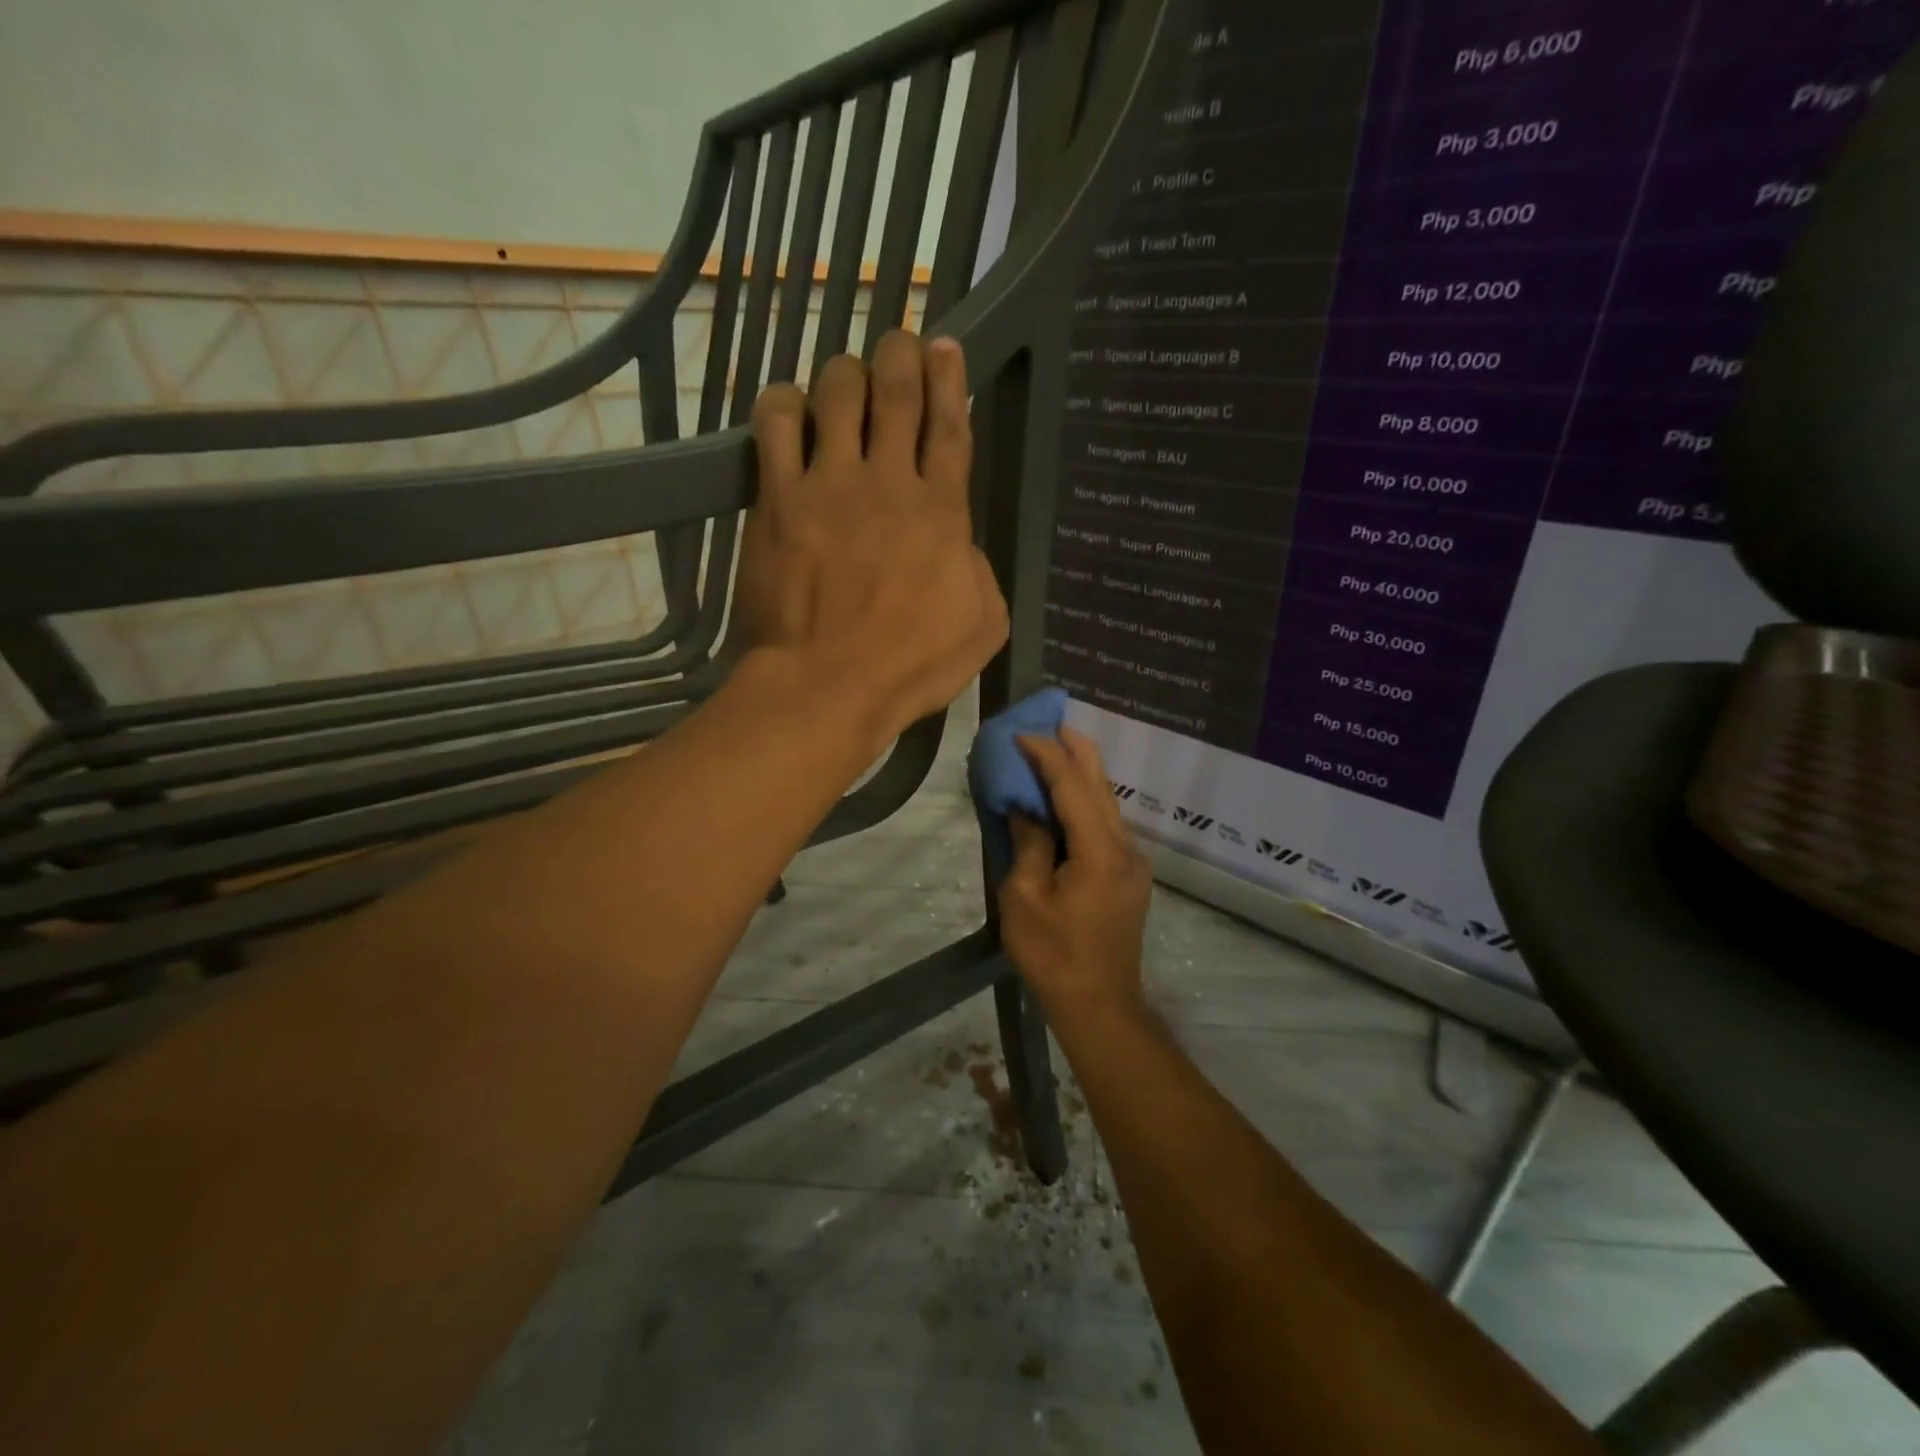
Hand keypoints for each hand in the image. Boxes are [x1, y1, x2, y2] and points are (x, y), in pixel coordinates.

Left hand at [735, 331, 1008, 745]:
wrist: (827, 685)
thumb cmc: (911, 667)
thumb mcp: (983, 627)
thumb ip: (981, 573)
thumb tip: (963, 546)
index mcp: (944, 511)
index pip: (950, 425)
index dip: (949, 378)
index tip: (944, 346)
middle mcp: (889, 482)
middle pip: (895, 392)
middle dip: (898, 356)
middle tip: (897, 346)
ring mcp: (829, 485)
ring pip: (836, 393)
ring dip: (844, 373)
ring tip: (845, 379)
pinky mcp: (778, 499)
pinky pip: (775, 425)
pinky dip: (783, 404)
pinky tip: (788, 407)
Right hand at [998, 727, 1153, 1016]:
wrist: (1100, 1005)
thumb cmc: (1054, 954)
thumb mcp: (1025, 899)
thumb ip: (1028, 844)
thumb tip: (1026, 808)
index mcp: (1099, 850)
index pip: (1072, 786)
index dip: (1047, 755)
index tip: (1021, 733)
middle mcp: (1124, 847)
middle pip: (1101, 784)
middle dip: (1076, 748)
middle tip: (1051, 721)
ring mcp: (1131, 861)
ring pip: (1107, 801)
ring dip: (1081, 773)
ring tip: (1056, 749)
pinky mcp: (1128, 875)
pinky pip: (1106, 823)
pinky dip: (1085, 800)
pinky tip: (1066, 797)